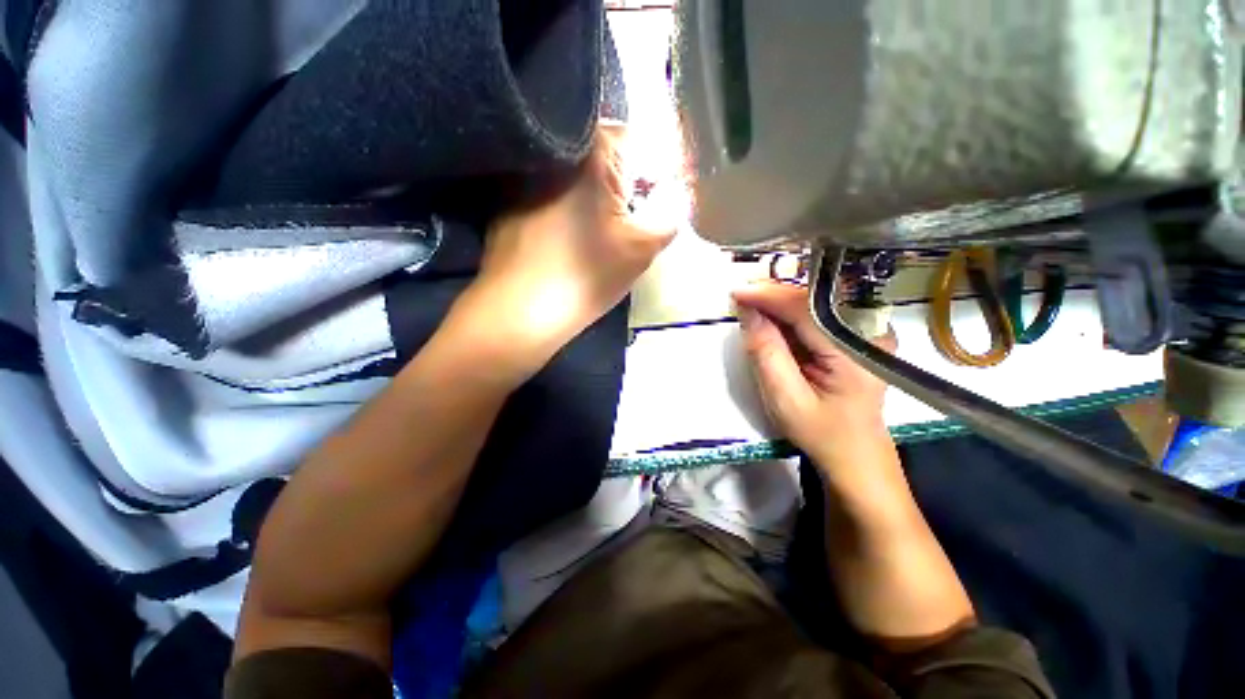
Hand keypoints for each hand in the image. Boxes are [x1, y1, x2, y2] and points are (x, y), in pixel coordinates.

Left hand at [450, 125, 674, 374]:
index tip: (658, 205)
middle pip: (608, 158)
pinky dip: (569, 207)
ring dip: (598, 197)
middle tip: (633, 222)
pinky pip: (553, 193)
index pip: (641, 142)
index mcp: (593, 152)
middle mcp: (557, 151)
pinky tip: (570, 238)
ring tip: (602, 232)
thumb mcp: (642, 248)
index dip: (656, 174)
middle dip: (628, 185)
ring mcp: (528, 174)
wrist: (520, 311)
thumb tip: (673, 199)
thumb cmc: (586, 276)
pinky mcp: (510, 200)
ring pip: (579, 178)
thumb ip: (669, 216)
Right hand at [733, 281, 896, 465]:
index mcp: (856, 353)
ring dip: (779, 303)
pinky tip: (769, 317)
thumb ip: (766, 353)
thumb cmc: (820, 432)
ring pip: (814, 305)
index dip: (771, 296)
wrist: (855, 454)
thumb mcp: (785, 398)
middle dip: (773, 295)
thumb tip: (748, 312)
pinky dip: (789, 315)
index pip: (809, 311)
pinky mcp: (855, 337)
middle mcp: (870, 334)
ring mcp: (866, 333)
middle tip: (740, 295)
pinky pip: (817, 316)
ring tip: (749, 302)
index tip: (737, 292)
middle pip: (814, 301)